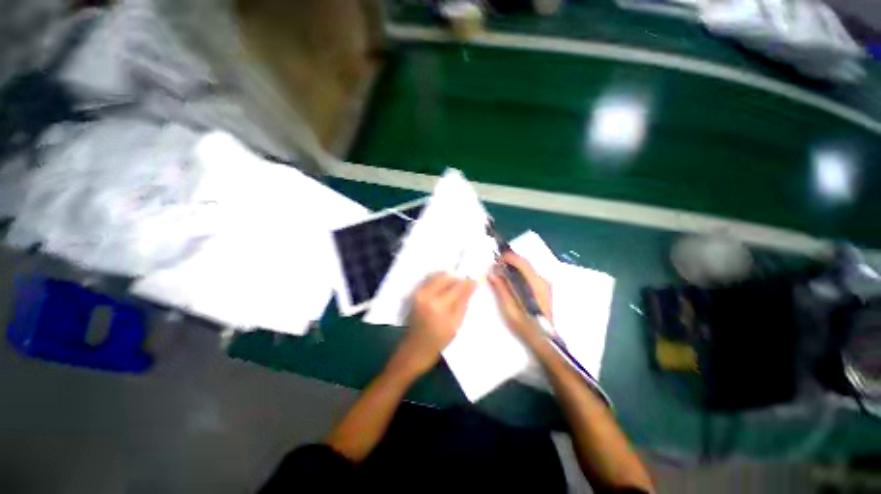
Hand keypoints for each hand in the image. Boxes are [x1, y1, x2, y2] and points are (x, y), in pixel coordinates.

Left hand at [390, 273, 476, 378]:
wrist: (414, 349)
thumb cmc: (438, 341)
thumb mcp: (455, 324)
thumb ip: (463, 302)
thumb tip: (471, 286)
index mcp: (438, 305)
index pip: (457, 286)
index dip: (468, 282)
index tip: (475, 281)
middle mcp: (427, 295)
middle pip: (445, 276)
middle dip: (457, 278)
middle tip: (465, 285)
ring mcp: (418, 293)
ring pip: (437, 275)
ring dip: (448, 279)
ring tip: (455, 288)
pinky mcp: (415, 293)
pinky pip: (429, 280)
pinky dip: (439, 281)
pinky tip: (445, 289)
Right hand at [488, 252, 552, 343]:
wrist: (544, 340)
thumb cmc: (526, 326)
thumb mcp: (509, 308)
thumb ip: (501, 288)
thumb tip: (492, 273)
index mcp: (535, 283)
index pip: (521, 262)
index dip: (507, 257)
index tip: (495, 260)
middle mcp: (542, 280)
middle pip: (524, 262)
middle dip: (509, 260)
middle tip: (495, 265)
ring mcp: (544, 284)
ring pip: (527, 267)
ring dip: (513, 266)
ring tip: (500, 271)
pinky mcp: (543, 288)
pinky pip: (529, 274)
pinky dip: (519, 272)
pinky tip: (510, 279)